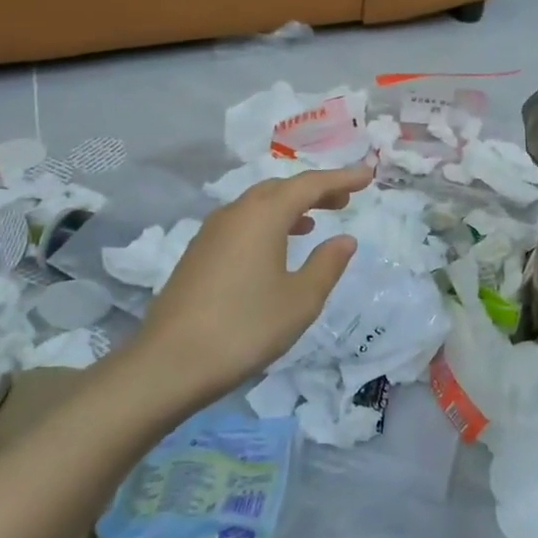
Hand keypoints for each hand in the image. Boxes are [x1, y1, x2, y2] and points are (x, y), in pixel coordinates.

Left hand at [137, 163, 372, 397]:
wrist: (170, 362)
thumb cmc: (245, 327)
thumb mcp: (300, 300)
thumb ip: (327, 264)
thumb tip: (345, 239)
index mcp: (263, 215)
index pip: (310, 184)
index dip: (342, 178)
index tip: (367, 175)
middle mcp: (236, 212)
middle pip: (282, 187)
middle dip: (315, 189)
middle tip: (345, 199)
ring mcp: (212, 231)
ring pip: (259, 203)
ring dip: (290, 205)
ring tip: (315, 220)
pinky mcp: (199, 252)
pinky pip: (242, 221)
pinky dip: (268, 222)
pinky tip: (276, 246)